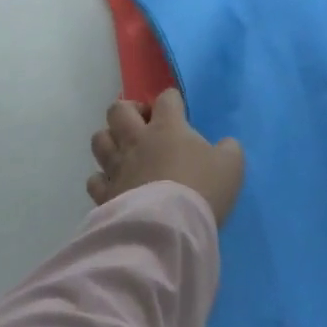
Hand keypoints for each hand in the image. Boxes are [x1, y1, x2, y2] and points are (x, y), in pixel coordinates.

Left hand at [87, 88, 244, 225]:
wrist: (170, 227)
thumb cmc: (203, 189)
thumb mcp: (231, 166)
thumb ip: (229, 149)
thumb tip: (225, 144)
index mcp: (168, 127)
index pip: (166, 98)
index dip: (172, 100)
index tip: (178, 111)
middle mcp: (136, 141)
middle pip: (118, 110)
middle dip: (129, 111)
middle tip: (144, 125)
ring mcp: (117, 166)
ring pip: (99, 139)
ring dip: (110, 140)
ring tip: (125, 150)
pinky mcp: (105, 194)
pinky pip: (94, 179)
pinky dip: (102, 178)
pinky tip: (115, 184)